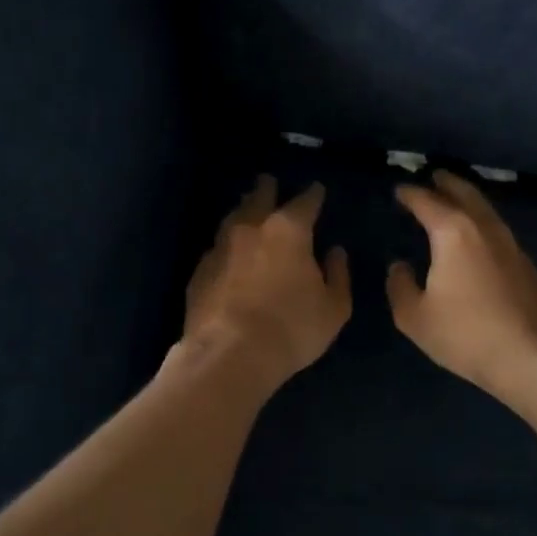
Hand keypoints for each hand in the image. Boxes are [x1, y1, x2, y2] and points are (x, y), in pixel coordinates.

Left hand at [183, 176, 351, 387]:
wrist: (229, 354)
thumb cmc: (292, 329)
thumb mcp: (333, 308)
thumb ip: (337, 275)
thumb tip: (335, 252)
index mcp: (288, 231)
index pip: (304, 202)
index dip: (313, 194)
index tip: (317, 189)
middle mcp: (251, 229)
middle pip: (259, 198)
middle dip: (267, 188)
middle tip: (269, 181)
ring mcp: (220, 247)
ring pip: (233, 218)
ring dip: (243, 210)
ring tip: (247, 208)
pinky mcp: (200, 271)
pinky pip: (216, 247)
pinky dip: (226, 244)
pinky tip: (228, 251)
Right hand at [388, 170, 536, 398]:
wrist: (536, 358)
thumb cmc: (467, 334)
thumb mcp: (415, 317)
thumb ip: (401, 287)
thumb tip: (400, 266)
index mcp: (453, 233)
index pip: (427, 202)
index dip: (411, 194)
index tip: (400, 190)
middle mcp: (484, 229)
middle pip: (465, 194)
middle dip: (447, 183)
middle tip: (434, 176)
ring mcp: (512, 245)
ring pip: (486, 210)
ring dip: (469, 200)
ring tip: (455, 201)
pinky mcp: (528, 266)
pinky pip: (498, 231)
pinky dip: (482, 223)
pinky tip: (478, 238)